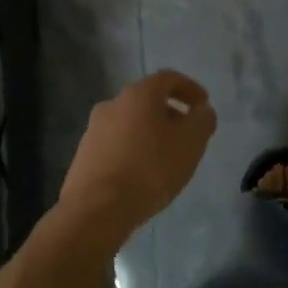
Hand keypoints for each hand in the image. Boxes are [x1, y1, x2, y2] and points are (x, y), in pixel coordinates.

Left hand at [59, 70, 216, 238]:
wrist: (96, 210)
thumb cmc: (150, 169)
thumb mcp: (190, 143)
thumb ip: (202, 120)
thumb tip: (202, 110)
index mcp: (139, 94)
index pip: (168, 78)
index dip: (190, 89)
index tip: (203, 105)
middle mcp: (113, 104)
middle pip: (148, 100)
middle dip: (171, 114)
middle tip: (187, 135)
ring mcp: (93, 130)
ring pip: (130, 123)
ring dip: (151, 133)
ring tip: (166, 158)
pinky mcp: (84, 155)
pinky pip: (116, 144)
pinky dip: (133, 150)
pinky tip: (142, 173)